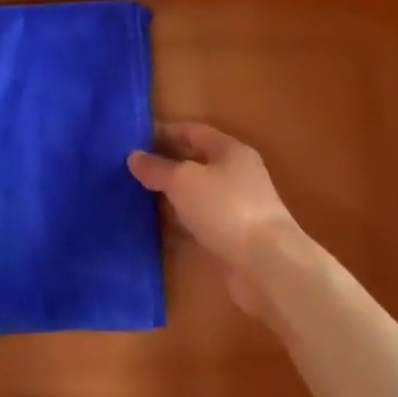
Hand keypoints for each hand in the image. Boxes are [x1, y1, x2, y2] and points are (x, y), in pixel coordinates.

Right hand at [128, 123, 304, 317]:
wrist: (267, 265)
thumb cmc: (226, 209)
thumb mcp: (183, 181)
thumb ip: (157, 168)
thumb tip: (134, 157)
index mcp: (230, 152)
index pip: (194, 132)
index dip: (166, 132)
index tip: (135, 140)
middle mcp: (236, 175)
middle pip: (196, 163)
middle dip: (165, 165)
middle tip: (130, 171)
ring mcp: (236, 209)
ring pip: (196, 195)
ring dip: (170, 196)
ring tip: (135, 197)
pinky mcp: (232, 238)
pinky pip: (198, 223)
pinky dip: (178, 223)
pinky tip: (155, 227)